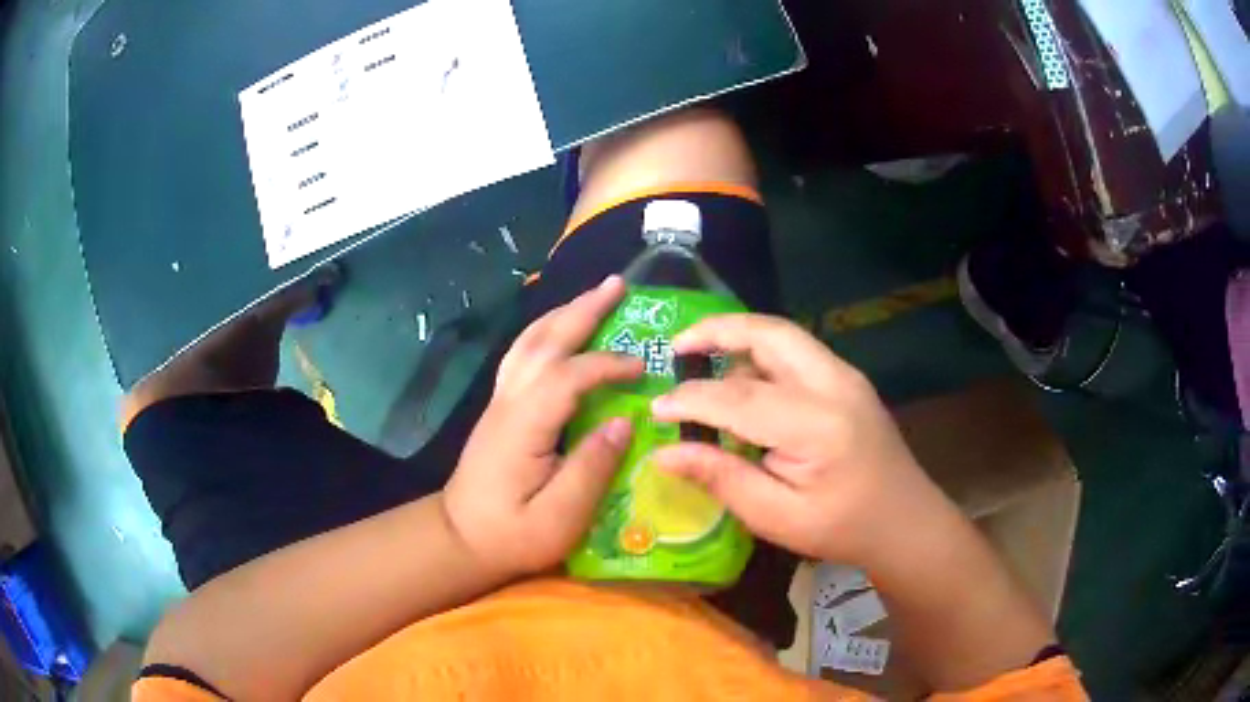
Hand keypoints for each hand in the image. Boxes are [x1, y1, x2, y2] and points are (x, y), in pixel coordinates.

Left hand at [444, 276, 642, 577]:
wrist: (460, 538)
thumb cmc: (510, 536)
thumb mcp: (559, 519)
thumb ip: (592, 469)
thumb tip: (624, 420)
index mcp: (522, 427)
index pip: (566, 377)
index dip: (606, 364)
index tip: (643, 367)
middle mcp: (508, 402)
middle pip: (544, 342)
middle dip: (582, 310)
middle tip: (618, 284)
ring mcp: (499, 401)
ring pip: (529, 342)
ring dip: (563, 313)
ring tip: (595, 296)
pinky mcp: (500, 408)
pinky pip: (524, 355)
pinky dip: (547, 332)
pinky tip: (563, 330)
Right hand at [649, 314, 957, 569]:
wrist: (904, 520)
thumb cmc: (842, 527)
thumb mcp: (776, 517)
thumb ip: (721, 478)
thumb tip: (664, 453)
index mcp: (816, 425)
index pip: (739, 396)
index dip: (691, 399)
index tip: (655, 409)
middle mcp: (834, 384)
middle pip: (768, 333)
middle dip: (717, 330)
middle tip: (675, 347)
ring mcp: (845, 376)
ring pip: (783, 334)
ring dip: (739, 337)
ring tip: (701, 361)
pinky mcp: (847, 379)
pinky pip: (796, 351)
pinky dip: (761, 353)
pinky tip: (744, 382)